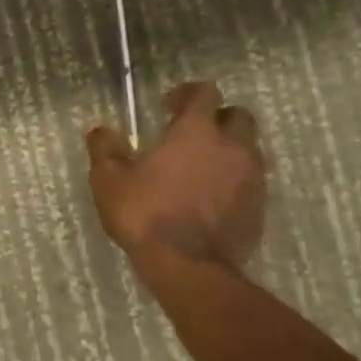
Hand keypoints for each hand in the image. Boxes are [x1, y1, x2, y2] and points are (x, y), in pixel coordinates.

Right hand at [86, 81, 266, 267]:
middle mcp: (231, 146)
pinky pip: (250, 180)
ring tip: (199, 167)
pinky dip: (233, 179)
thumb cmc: (146, 214)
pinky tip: (209, 196)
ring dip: (227, 150)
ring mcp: (251, 177)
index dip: (186, 93)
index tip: (167, 106)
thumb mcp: (109, 181)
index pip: (204, 93)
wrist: (190, 267)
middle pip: (237, 116)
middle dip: (216, 118)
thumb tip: (100, 130)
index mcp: (196, 131)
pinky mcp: (259, 206)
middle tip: (189, 135)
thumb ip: (104, 149)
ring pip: (248, 148)